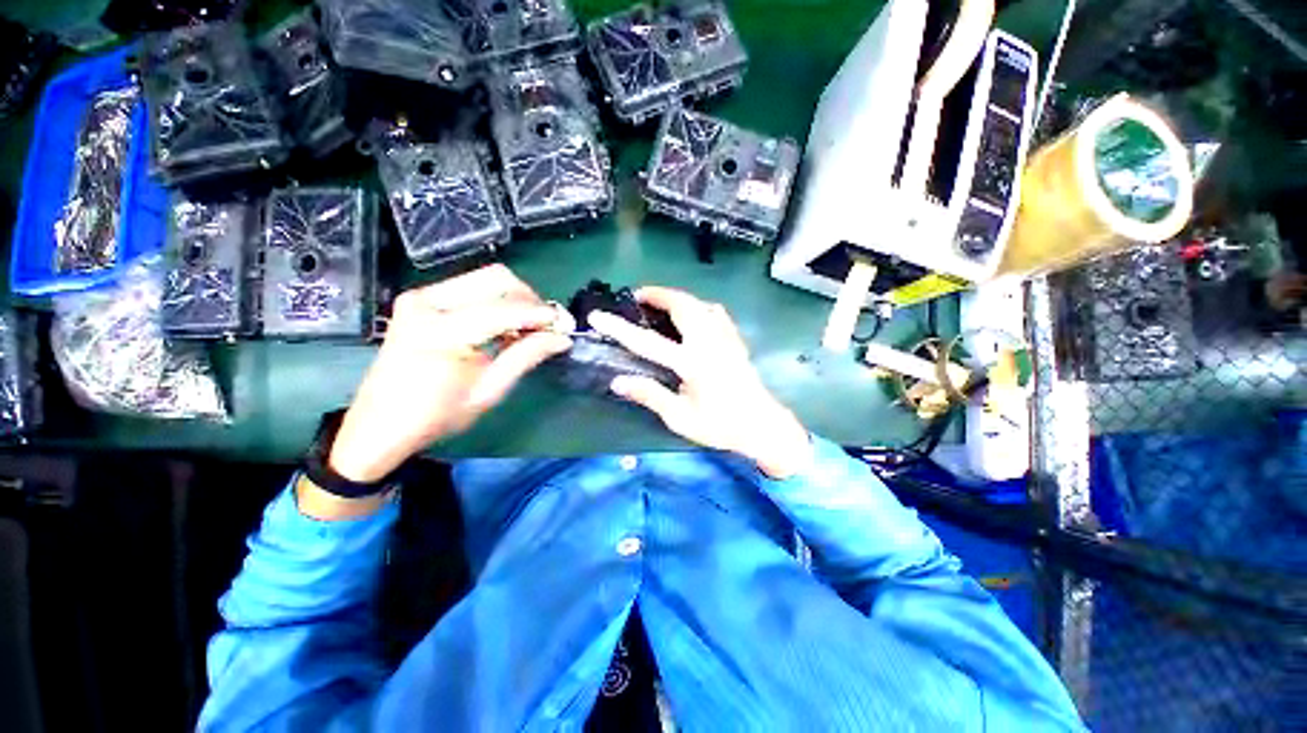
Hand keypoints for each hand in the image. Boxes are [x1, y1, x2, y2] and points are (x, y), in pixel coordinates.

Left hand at [328, 265, 570, 484]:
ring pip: (485, 278)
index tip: (566, 326)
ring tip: (528, 327)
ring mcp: (420, 296)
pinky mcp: (420, 299)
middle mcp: (427, 302)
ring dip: (515, 298)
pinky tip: (503, 326)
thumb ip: (526, 356)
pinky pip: (470, 287)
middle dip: (530, 299)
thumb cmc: (436, 416)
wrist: (379, 425)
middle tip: (546, 326)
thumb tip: (562, 338)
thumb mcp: (489, 391)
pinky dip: (496, 301)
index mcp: (441, 331)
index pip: (506, 309)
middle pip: (497, 278)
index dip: (542, 315)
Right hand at [589, 287, 812, 478]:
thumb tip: (617, 382)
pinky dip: (698, 307)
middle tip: (638, 298)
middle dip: (657, 295)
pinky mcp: (734, 340)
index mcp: (692, 363)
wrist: (762, 426)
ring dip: (677, 298)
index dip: (620, 328)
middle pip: (681, 306)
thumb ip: (650, 395)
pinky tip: (692, 315)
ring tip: (660, 303)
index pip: (648, 341)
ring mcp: (725, 338)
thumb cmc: (720, 425)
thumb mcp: (680, 418)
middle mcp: (709, 343)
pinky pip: (715, 313)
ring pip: (699, 304)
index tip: (597, 316)